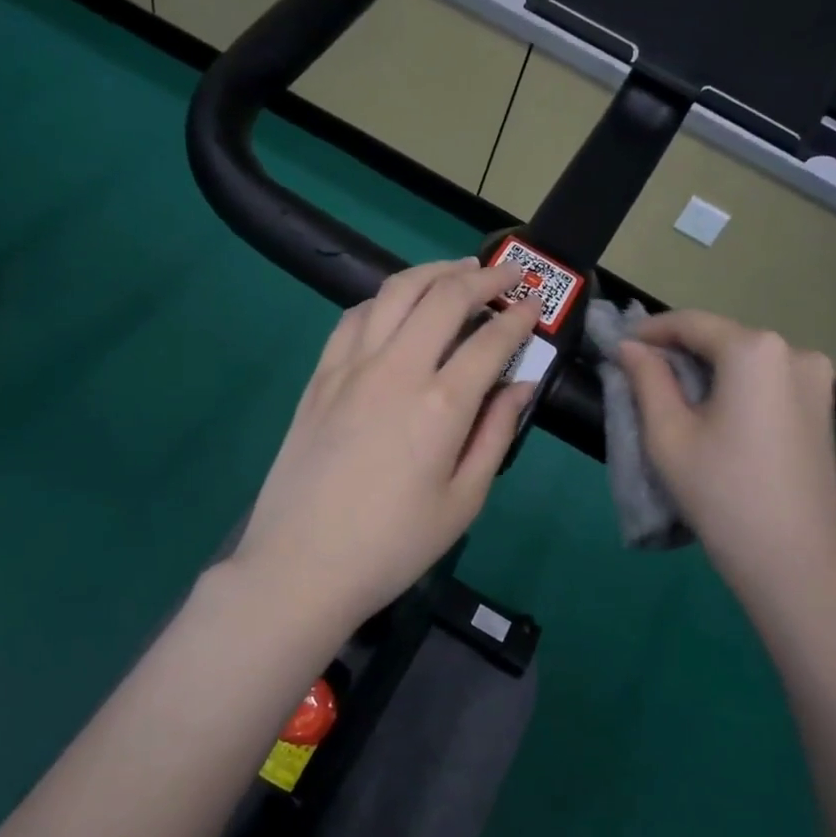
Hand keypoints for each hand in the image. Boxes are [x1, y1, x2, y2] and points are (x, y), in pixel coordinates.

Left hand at [231, 259, 541, 628]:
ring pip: (395, 292)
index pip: (490, 341)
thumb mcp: (463, 502)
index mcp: (441, 405)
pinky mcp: (320, 377)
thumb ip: (496, 434)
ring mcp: (351, 367)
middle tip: (509, 273)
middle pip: (444, 297)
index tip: (534, 307)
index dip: (519, 318)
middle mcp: (396, 370)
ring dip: (432, 271)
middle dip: (484, 277)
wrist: (300, 566)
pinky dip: (384, 299)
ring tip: (458, 270)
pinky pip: (354, 317)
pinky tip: (397, 305)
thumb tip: (520, 385)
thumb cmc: (393, 546)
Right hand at [615, 310, 835, 606]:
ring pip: (746, 361)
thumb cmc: (722, 495)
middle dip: (680, 352)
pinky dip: (737, 388)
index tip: (620, 346)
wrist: (796, 563)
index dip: (651, 331)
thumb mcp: (668, 435)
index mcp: (755, 350)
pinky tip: (716, 415)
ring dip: (709, 371)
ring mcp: (817, 380)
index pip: (692, 323)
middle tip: (641, 376)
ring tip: (675, 399)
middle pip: (722, 339)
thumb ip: (647, 379)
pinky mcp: (824, 407)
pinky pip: (769, 381)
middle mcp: (794, 351)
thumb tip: (630, 346)